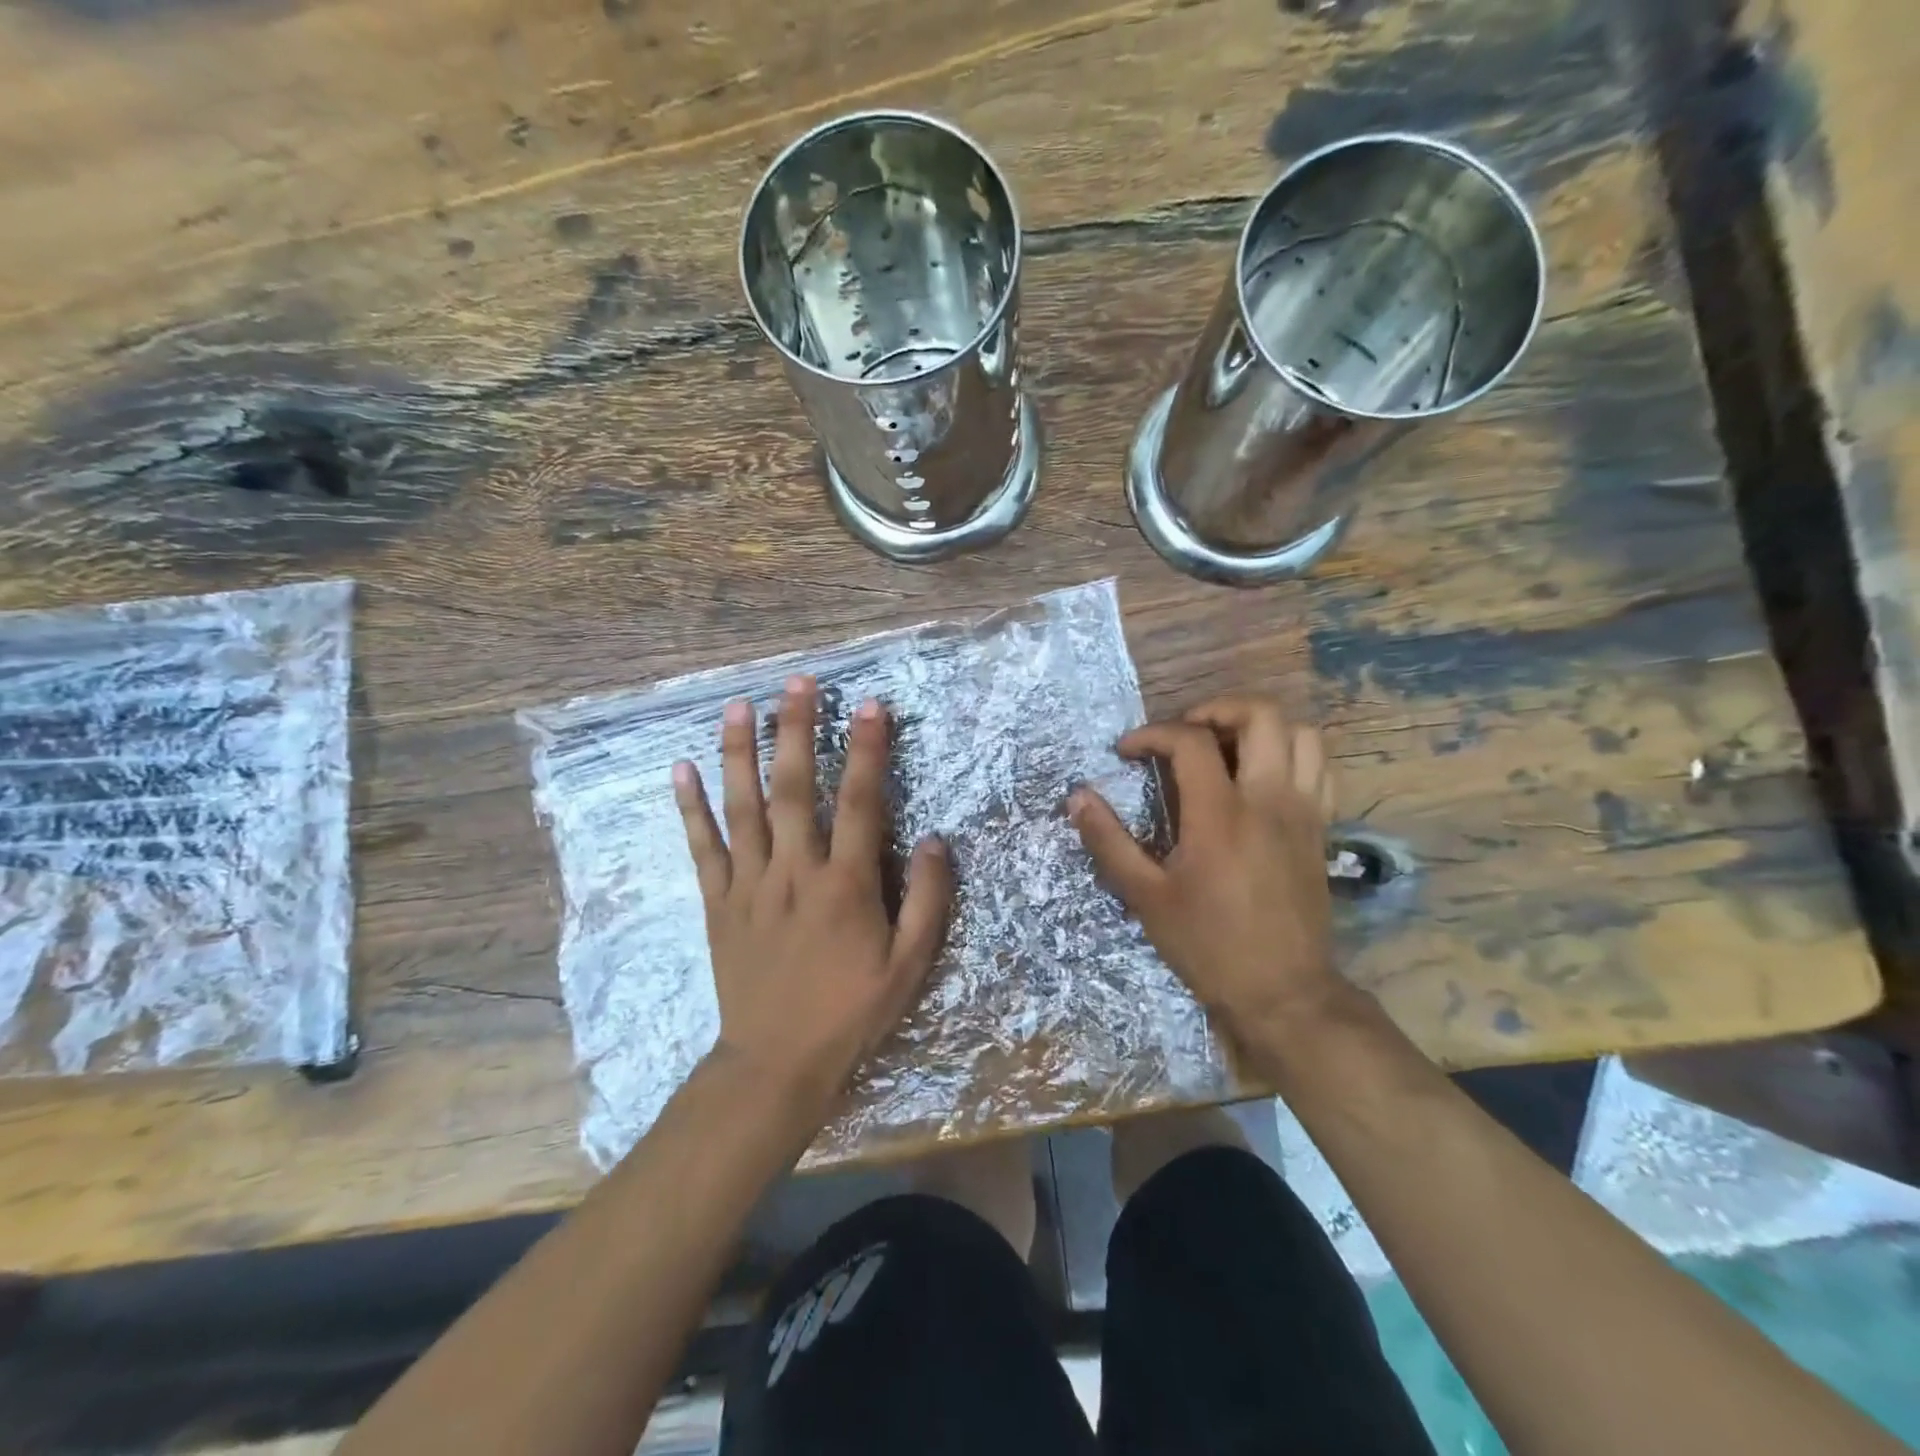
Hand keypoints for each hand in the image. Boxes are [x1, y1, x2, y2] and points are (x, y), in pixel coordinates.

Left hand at [673, 675, 952, 1106]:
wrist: (777, 1064)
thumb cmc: (851, 1013)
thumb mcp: (910, 966)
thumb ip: (928, 900)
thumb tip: (936, 839)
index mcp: (846, 884)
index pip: (861, 801)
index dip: (868, 750)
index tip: (872, 705)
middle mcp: (795, 871)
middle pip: (795, 788)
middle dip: (798, 730)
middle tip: (799, 683)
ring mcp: (750, 884)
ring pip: (743, 806)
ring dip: (740, 753)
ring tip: (739, 706)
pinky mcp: (718, 902)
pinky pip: (702, 847)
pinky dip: (690, 807)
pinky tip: (679, 769)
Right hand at [1068, 695, 1340, 1049]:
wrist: (1283, 992)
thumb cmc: (1207, 945)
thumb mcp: (1144, 897)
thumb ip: (1108, 841)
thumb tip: (1077, 796)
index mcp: (1221, 815)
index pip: (1190, 740)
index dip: (1152, 734)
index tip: (1126, 753)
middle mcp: (1268, 799)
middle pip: (1259, 715)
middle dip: (1215, 708)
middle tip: (1182, 733)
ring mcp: (1303, 811)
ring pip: (1300, 733)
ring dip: (1259, 726)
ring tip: (1224, 746)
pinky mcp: (1322, 828)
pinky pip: (1320, 767)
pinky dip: (1291, 753)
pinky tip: (1262, 775)